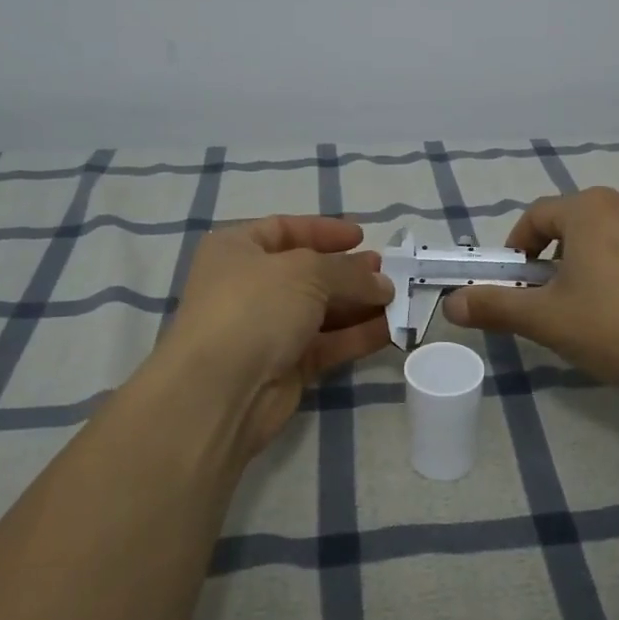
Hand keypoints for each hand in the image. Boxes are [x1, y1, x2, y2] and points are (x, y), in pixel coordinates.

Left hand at [164, 216, 393, 458]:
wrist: (221, 390)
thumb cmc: (255, 307)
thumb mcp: (307, 272)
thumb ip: (349, 272)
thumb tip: (383, 283)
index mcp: (236, 250)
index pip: (284, 229)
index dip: (323, 231)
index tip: (361, 237)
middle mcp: (248, 286)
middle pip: (307, 273)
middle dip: (349, 272)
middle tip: (387, 273)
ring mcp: (266, 329)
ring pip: (321, 311)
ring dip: (359, 305)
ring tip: (397, 300)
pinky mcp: (284, 366)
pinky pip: (326, 344)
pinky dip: (356, 336)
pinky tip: (390, 330)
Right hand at [442, 188, 618, 399]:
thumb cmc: (618, 328)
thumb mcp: (547, 321)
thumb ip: (495, 307)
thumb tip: (451, 303)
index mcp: (589, 210)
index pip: (536, 216)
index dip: (517, 248)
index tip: (517, 282)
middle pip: (576, 221)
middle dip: (556, 255)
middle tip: (555, 298)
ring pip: (614, 234)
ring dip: (595, 260)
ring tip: (598, 305)